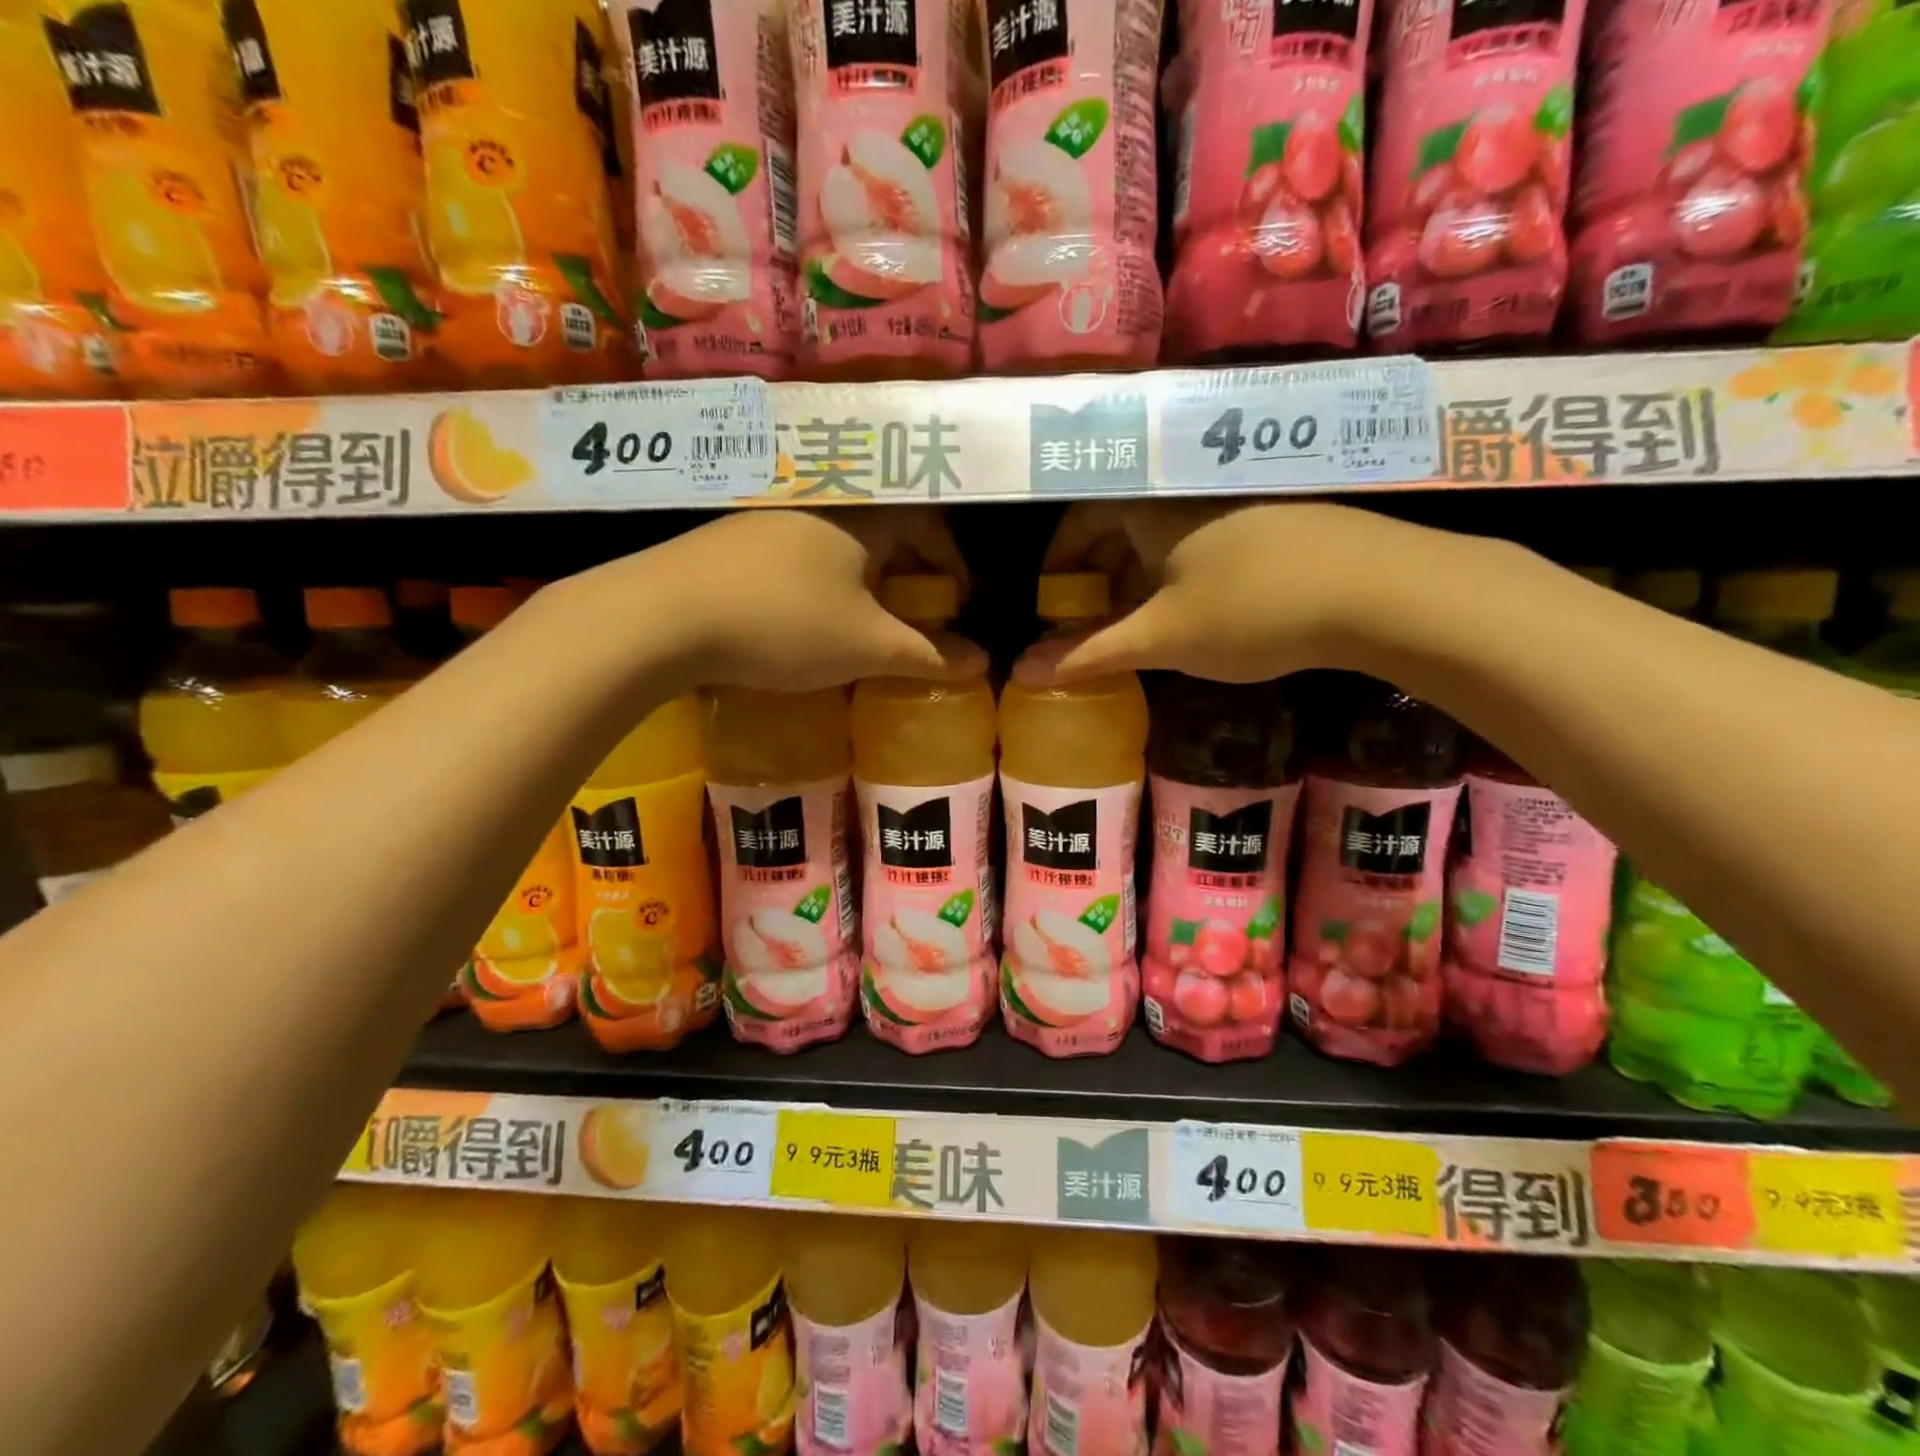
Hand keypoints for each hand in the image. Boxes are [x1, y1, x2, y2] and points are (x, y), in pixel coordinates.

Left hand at [573, 507, 971, 692]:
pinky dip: (822, 579)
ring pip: (840, 540)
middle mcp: (821, 503)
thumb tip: (984, 663)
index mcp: (863, 517)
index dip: (951, 561)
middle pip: (885, 528)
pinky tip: (806, 614)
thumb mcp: (867, 646)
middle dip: (910, 571)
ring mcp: (772, 515)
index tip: (957, 600)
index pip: (929, 523)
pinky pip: (800, 550)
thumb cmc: (784, 623)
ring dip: (864, 576)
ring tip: (864, 620)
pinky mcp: (735, 537)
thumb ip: (928, 654)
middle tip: (916, 614)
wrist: (663, 615)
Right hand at [1039, 500, 1449, 682]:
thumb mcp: (1161, 638)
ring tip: (1140, 626)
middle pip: (1122, 525)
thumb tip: (1021, 672)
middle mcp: (1189, 490)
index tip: (1051, 603)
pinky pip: (1205, 542)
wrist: (1383, 591)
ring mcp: (1239, 499)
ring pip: (1166, 536)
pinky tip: (1199, 614)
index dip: (1059, 562)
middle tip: (1091, 623)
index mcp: (1152, 505)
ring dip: (1140, 579)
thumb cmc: (1251, 609)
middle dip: (1098, 576)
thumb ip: (1089, 654)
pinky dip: (1182, 575)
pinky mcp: (1278, 518)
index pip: (1081, 518)